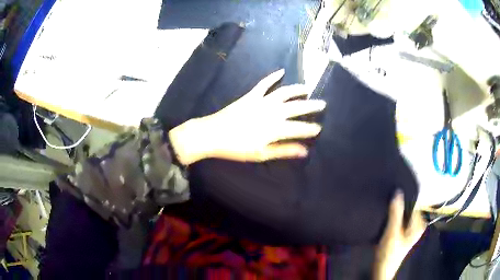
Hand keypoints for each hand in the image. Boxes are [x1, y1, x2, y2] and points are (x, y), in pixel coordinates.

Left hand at [169, 69, 325, 164]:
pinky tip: (281, 71)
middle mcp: (272, 112)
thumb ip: (284, 150)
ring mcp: (261, 101)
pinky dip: (272, 76)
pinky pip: (264, 83)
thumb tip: (304, 151)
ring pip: (284, 92)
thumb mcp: (262, 154)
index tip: (319, 128)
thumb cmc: (237, 148)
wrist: (213, 134)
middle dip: (311, 106)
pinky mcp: (251, 95)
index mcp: (275, 128)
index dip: (311, 128)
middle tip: (322, 104)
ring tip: (307, 89)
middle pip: (297, 107)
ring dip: (297, 89)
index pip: (299, 128)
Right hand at [374, 191, 426, 279]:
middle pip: (408, 209)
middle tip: (388, 202)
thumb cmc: (390, 252)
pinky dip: (394, 218)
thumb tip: (398, 191)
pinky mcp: (403, 233)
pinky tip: (387, 219)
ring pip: (403, 215)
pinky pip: (400, 220)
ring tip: (386, 209)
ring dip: (395, 212)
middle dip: (399, 205)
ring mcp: (410, 230)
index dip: (403, 198)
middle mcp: (417, 225)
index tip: (393, 193)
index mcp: (419, 223)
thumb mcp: (392, 232)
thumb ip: (395, 212)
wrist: (382, 269)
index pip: (413, 203)